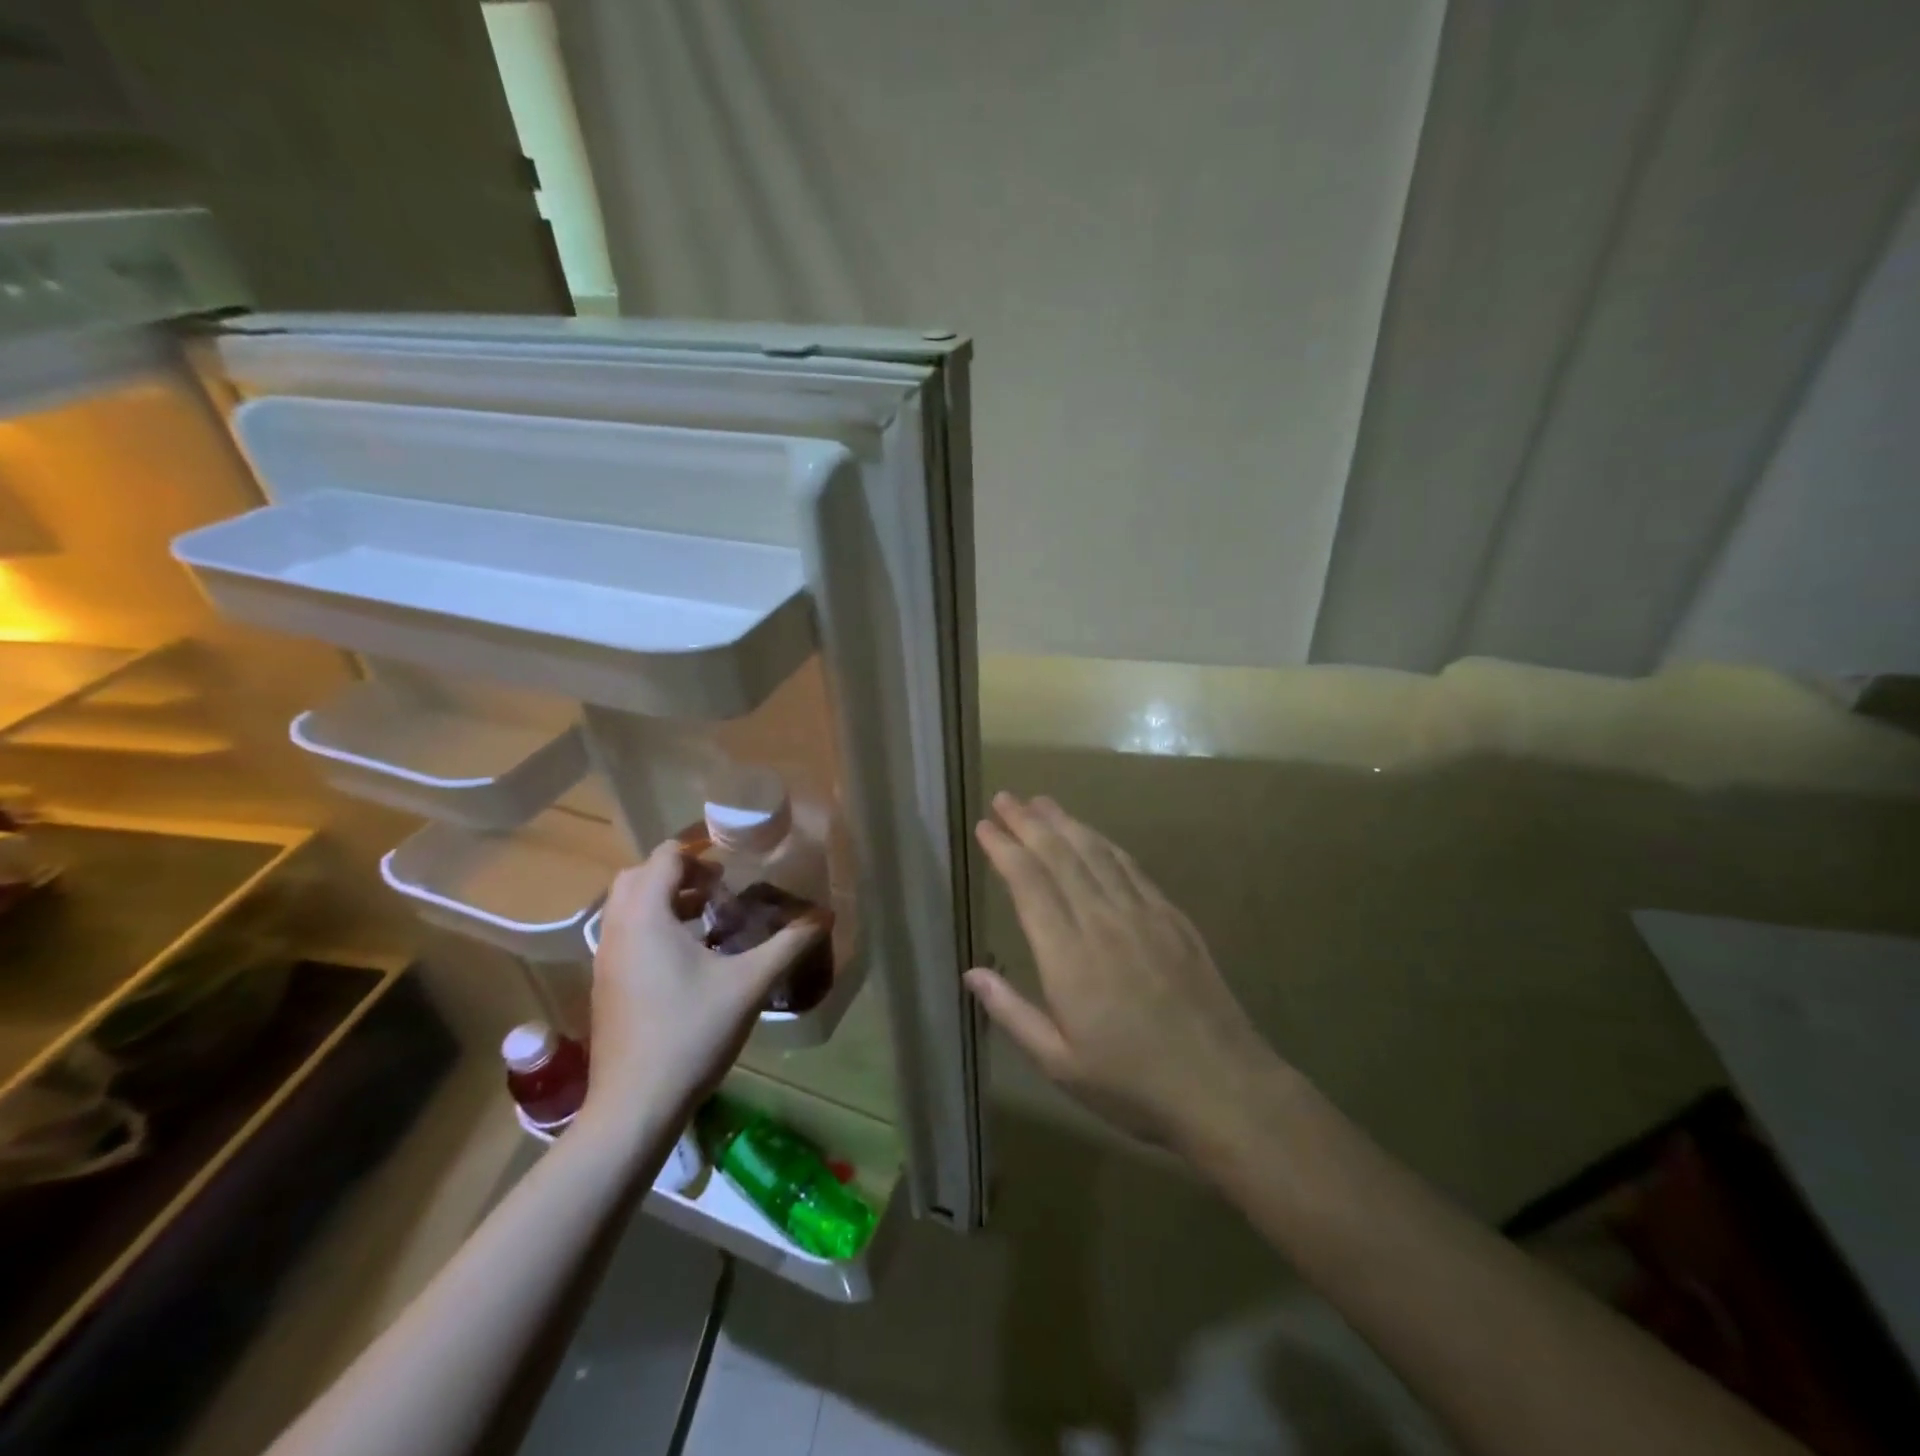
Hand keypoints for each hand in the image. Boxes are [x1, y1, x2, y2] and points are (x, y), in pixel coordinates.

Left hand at [581, 841, 826, 1134]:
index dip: (699, 851)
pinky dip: (654, 927)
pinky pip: (626, 935)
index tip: (734, 863)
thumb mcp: (749, 984)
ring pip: (630, 908)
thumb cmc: (691, 1033)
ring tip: (709, 917)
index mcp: (646, 917)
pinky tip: (691, 957)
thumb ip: (789, 944)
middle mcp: (618, 930)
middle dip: (679, 873)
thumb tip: (826, 914)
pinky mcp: (606, 986)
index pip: (665, 857)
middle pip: (640, 877)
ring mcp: (606, 960)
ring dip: (666, 900)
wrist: (635, 1106)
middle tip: (720, 886)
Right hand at [965, 793, 1287, 1155]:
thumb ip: (1012, 1013)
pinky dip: (1106, 844)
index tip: (986, 825)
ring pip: (1096, 853)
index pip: (1029, 884)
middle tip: (1006, 797)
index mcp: (1068, 956)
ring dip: (1066, 823)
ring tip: (1042, 802)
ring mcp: (1142, 915)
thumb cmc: (1131, 1083)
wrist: (1221, 1086)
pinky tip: (1094, 836)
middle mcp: (1102, 922)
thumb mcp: (1059, 1063)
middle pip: (1060, 857)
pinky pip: (1131, 868)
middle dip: (1028, 823)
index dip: (1004, 849)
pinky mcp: (1172, 918)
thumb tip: (972, 972)